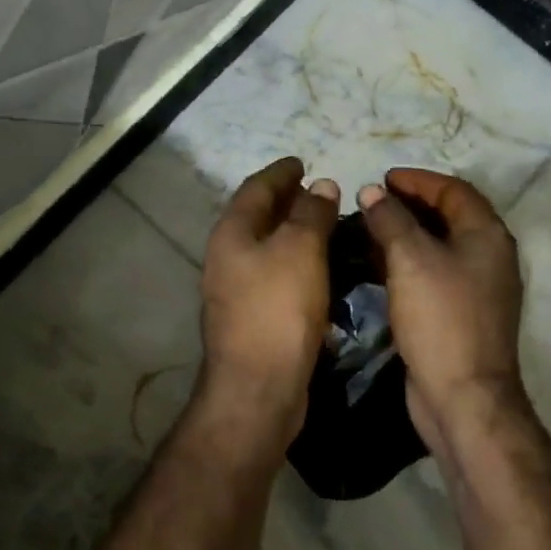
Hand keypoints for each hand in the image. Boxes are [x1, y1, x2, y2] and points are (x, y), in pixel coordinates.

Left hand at [198, 157, 339, 453]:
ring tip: (324, 224)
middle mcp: (227, 256)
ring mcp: (235, 289)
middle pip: (257, 216)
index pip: (256, 188)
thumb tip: (321, 185)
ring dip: (292, 232)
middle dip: (285, 200)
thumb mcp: (300, 250)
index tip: (302, 161)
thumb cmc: (278, 309)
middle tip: (317, 191)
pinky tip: (318, 268)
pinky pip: (274, 274)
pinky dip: (295, 261)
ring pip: (266, 247)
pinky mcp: (251, 317)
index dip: (280, 172)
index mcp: (232, 232)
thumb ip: (311, 214)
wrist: (258, 388)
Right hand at [358, 170, 527, 452]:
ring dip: (406, 232)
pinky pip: (433, 272)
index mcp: (487, 236)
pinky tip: (378, 265)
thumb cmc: (440, 318)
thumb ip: (390, 219)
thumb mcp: (410, 259)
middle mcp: (489, 256)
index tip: (382, 178)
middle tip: (372, 201)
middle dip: (410, 204)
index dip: (418, 179)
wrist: (463, 397)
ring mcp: (477, 287)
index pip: (454, 190)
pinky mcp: (460, 313)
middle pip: (449, 215)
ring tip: (368, 228)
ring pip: (439, 245)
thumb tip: (372, 192)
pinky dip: (408, 260)